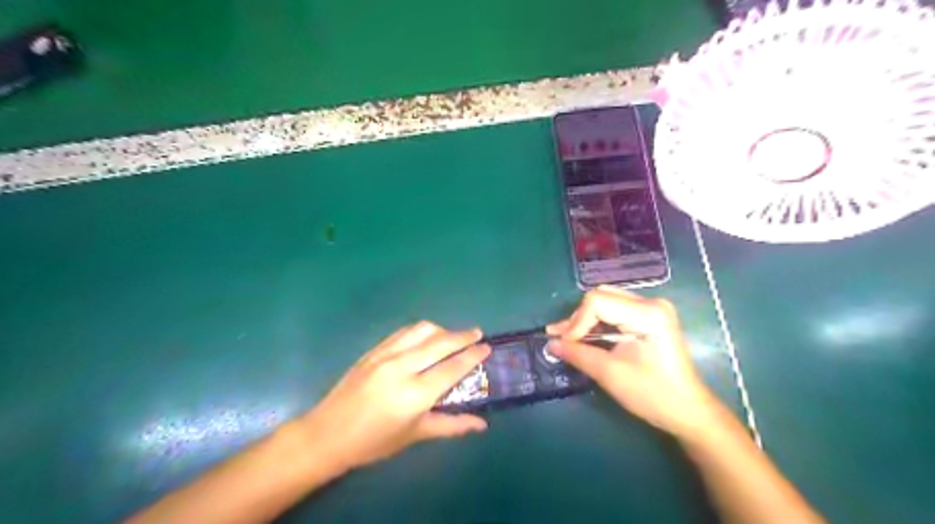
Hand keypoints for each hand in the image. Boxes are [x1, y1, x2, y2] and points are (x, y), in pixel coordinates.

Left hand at [299, 322, 492, 472]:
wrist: (328, 434)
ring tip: (452, 336)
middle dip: (463, 335)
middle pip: (440, 343)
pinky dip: (421, 331)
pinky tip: (426, 337)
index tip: (487, 347)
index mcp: (414, 394)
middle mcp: (402, 368)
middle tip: (477, 333)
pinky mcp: (373, 350)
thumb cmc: (374, 442)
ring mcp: (385, 355)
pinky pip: (403, 332)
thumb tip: (482, 424)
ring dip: (442, 330)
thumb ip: (451, 425)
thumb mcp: (415, 435)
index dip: (472, 356)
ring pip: (422, 330)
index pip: (452, 368)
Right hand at [550, 287, 716, 436]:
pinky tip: (584, 337)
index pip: (597, 302)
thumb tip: (550, 344)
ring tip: (566, 339)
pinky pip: (615, 311)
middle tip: (562, 340)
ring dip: (585, 321)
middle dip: (579, 319)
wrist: (688, 411)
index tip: (565, 345)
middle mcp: (651, 303)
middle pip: (601, 297)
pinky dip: (597, 324)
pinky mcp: (649, 318)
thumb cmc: (652, 394)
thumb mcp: (610, 374)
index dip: (576, 322)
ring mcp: (652, 309)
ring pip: (605, 302)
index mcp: (647, 313)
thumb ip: (578, 354)